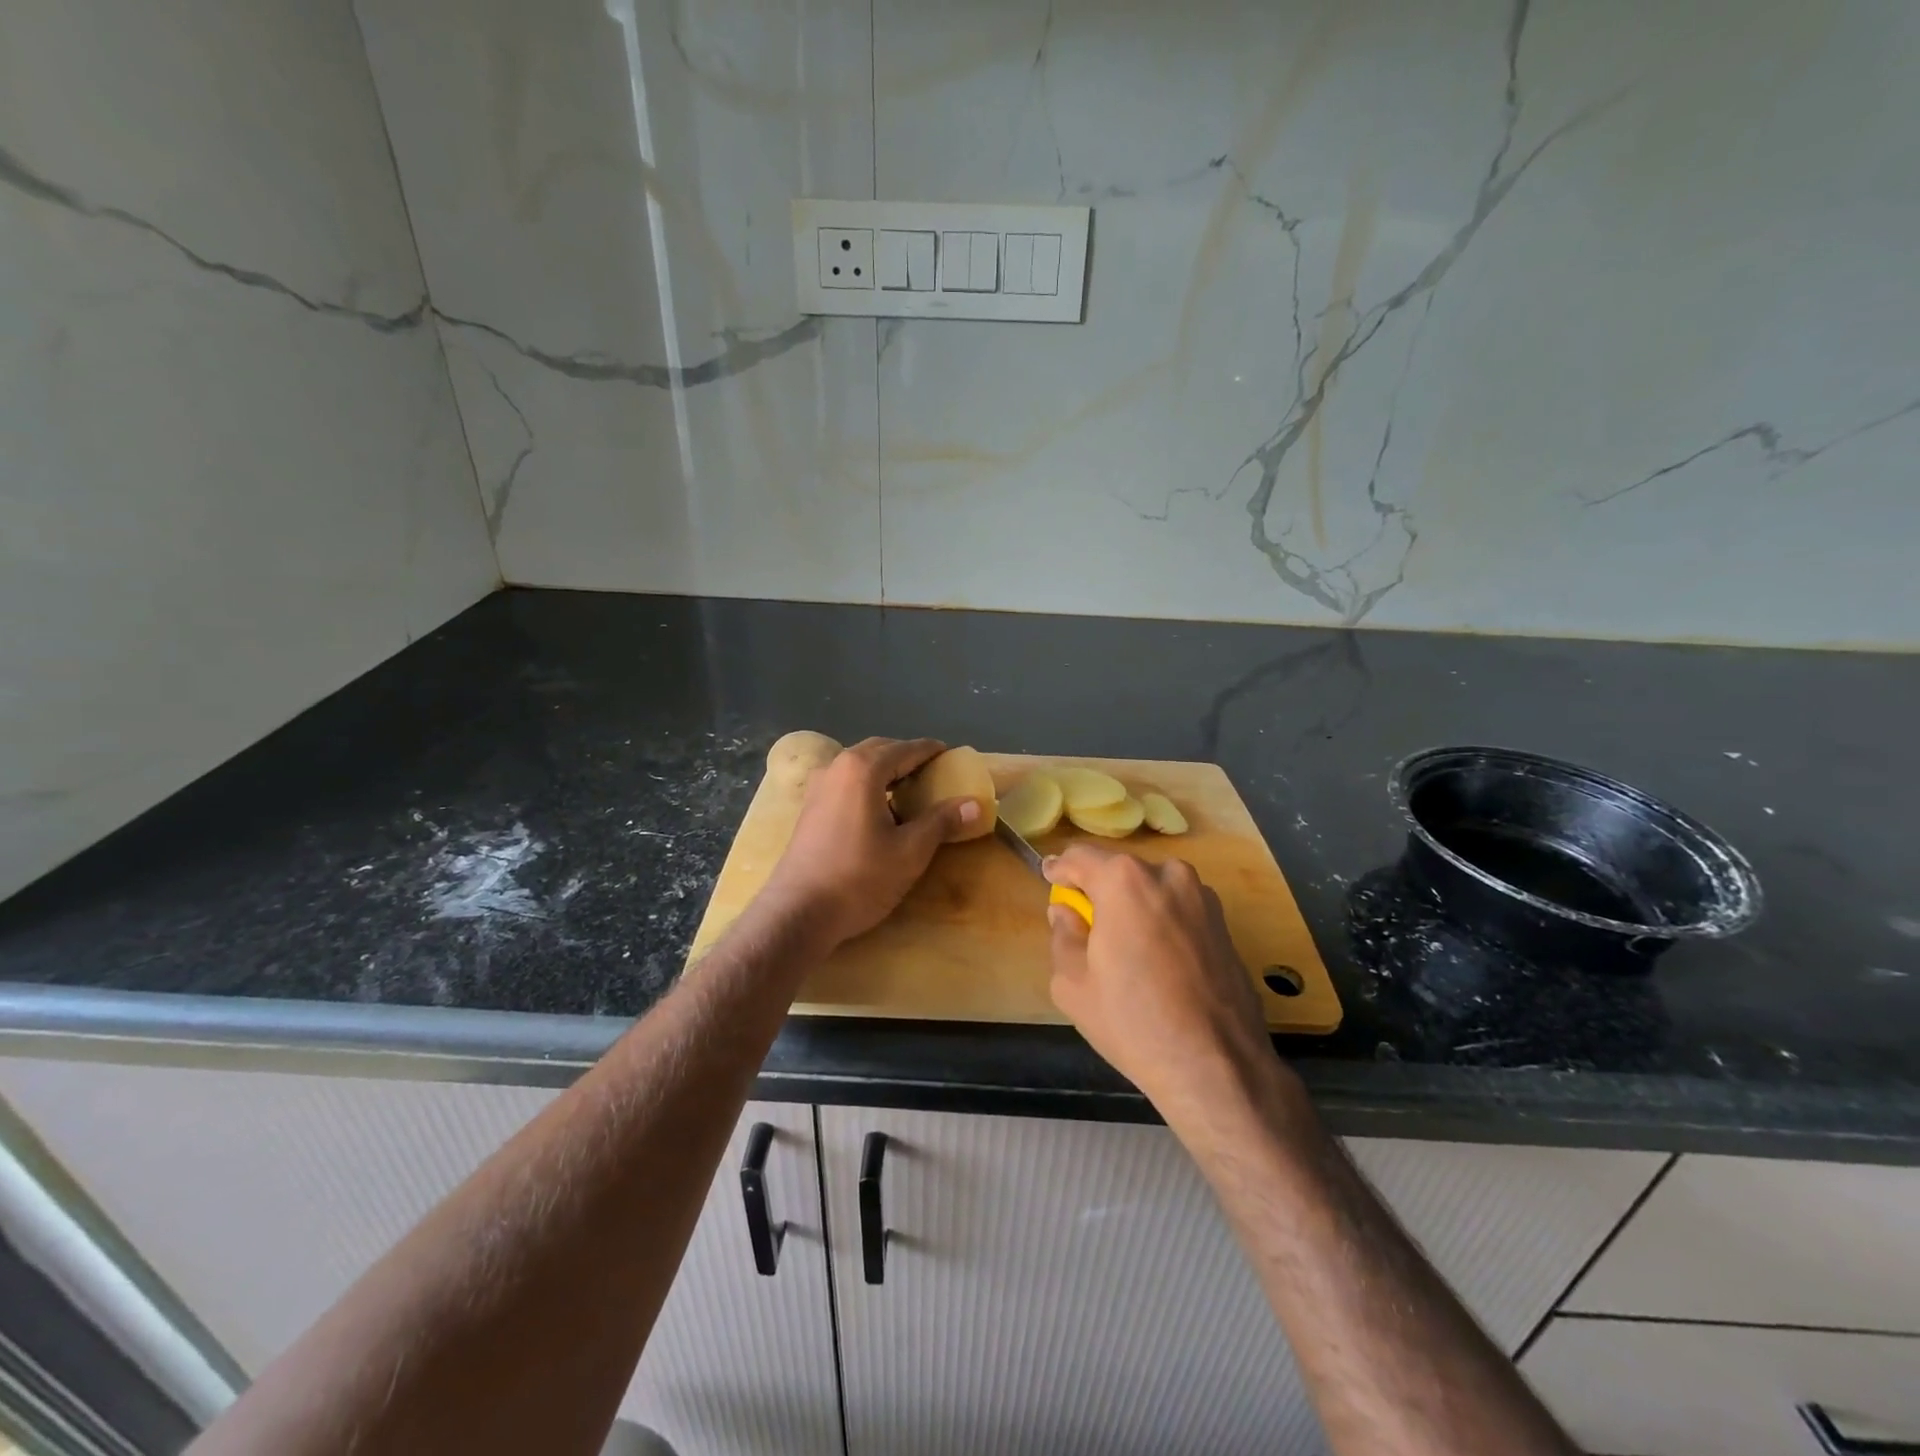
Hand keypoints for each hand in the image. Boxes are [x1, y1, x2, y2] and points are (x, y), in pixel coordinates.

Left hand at [762, 737, 980, 949]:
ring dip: (886, 771)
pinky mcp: (809, 808)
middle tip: (935, 774)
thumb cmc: (859, 878)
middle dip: (908, 757)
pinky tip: (880, 810)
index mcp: (863, 769)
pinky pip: (846, 782)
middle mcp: (837, 767)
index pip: (906, 749)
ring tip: (911, 791)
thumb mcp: (910, 851)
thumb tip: (975, 803)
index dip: (932, 751)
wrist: (799, 913)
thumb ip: (942, 821)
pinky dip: (868, 785)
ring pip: (859, 765)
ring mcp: (818, 787)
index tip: (952, 756)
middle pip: (880, 751)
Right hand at [1044, 845, 1283, 1118]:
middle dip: (1098, 889)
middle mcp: (1167, 874)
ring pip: (1151, 889)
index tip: (1050, 876)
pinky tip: (1154, 959)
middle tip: (1083, 919)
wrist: (1216, 1066)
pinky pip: (1177, 909)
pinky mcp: (1224, 923)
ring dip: (1132, 904)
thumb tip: (1066, 913)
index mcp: (1124, 880)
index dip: (1060, 869)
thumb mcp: (1073, 983)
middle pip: (1119, 871)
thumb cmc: (1133, 1021)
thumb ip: (1063, 936)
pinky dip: (1160, 920)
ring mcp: (1202, 897)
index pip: (1080, 857)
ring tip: (1122, 944)